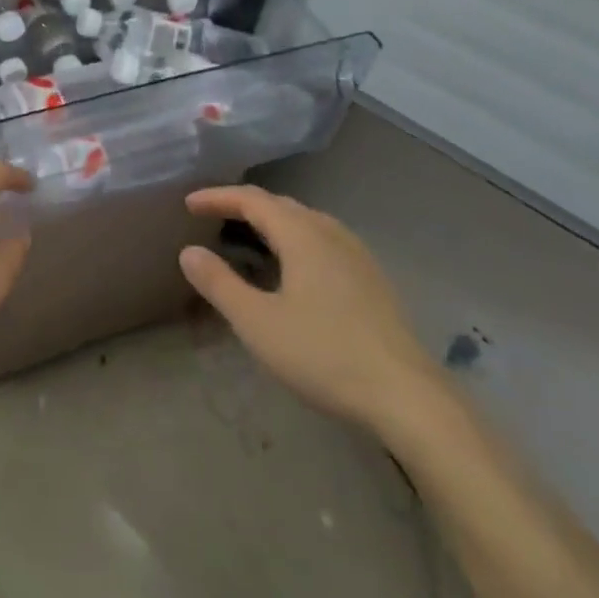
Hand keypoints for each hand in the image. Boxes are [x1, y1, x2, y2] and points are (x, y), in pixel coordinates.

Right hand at [179, 186, 442, 433]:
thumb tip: (189, 252)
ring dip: (271, 221)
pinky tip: (293, 267)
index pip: (251, 199)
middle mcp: (331, 233)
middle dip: (242, 205)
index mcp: (302, 234)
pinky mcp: (373, 280)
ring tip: (248, 237)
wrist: (410, 399)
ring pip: (306, 221)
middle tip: (212, 217)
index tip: (188, 204)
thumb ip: (219, 284)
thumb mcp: (257, 323)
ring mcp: (357, 256)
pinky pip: (323, 240)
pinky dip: (295, 239)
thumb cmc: (325, 354)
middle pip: (280, 205)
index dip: (217, 197)